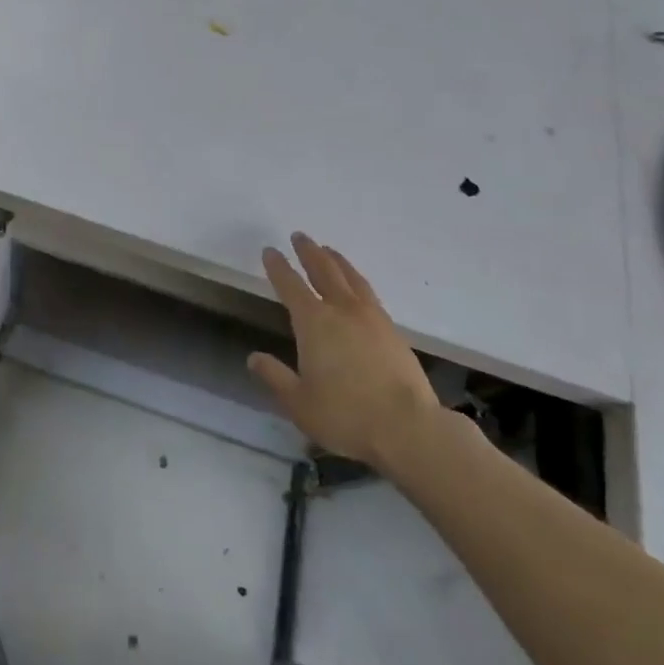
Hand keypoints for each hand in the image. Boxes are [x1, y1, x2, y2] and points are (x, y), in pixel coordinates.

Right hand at [248, 234, 448, 476]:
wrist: (409, 428)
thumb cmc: (346, 415)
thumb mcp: (299, 403)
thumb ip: (275, 377)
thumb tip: (254, 358)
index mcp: (314, 322)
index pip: (290, 285)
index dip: (278, 267)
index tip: (270, 251)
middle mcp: (342, 310)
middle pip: (323, 270)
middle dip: (309, 252)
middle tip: (300, 236)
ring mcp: (371, 317)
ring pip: (350, 277)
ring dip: (336, 260)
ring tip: (328, 251)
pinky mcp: (393, 330)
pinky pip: (368, 293)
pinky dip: (356, 280)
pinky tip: (356, 287)